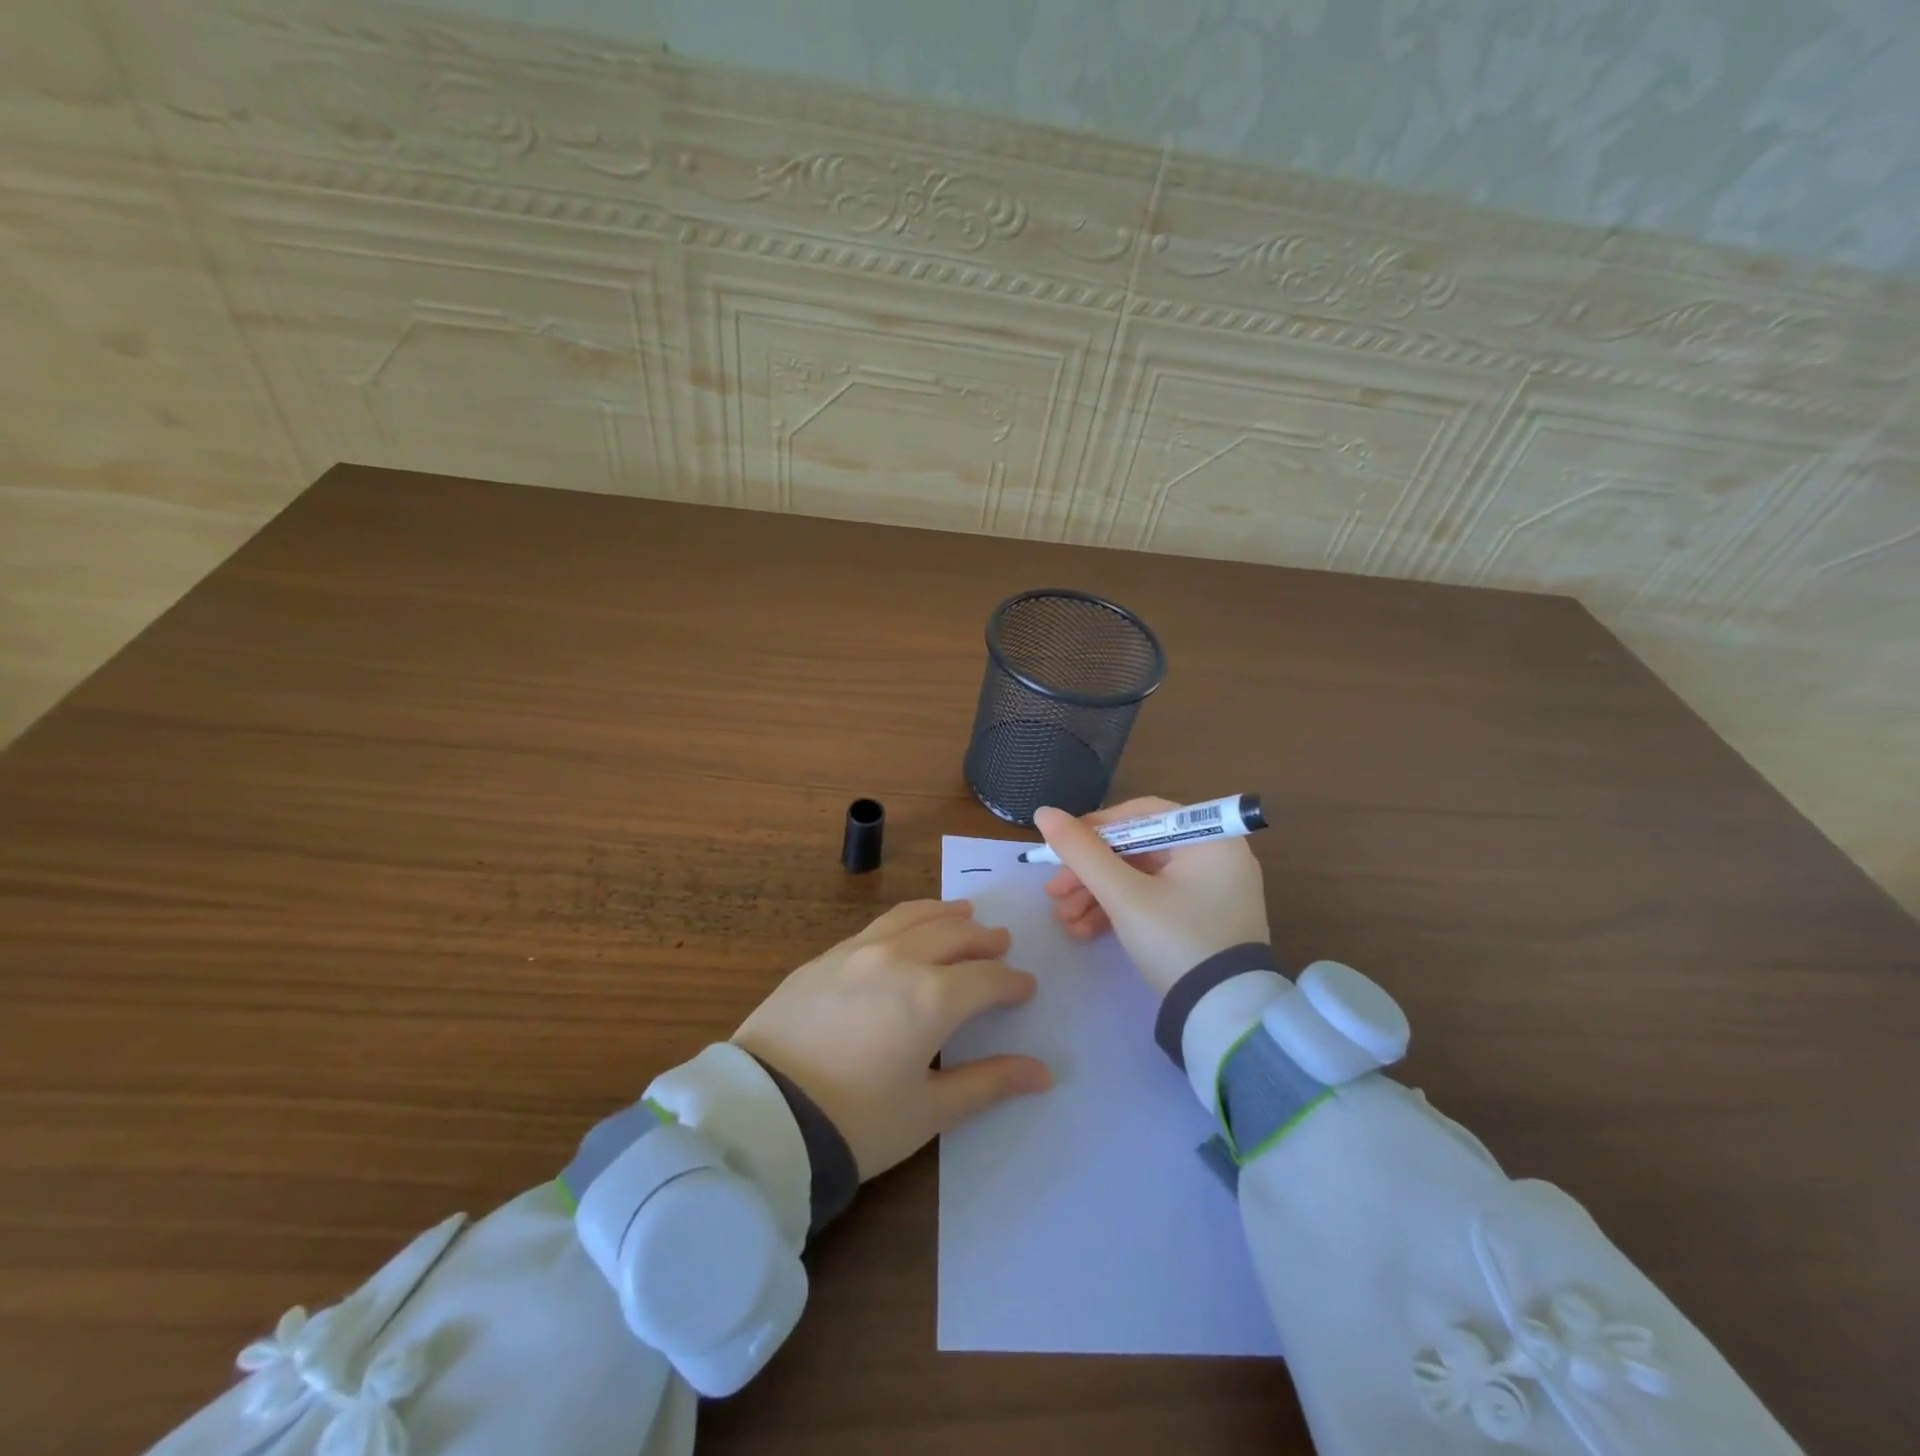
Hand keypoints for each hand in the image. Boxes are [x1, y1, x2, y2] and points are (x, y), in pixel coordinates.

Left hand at [732, 899, 1051, 1180]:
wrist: (761, 1115)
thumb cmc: (855, 1122)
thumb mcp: (928, 1111)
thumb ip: (988, 1083)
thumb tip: (1043, 1073)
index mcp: (933, 997)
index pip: (987, 977)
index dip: (1011, 982)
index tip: (1024, 987)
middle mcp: (899, 959)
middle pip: (954, 934)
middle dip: (983, 939)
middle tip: (1000, 944)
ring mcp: (857, 951)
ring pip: (913, 916)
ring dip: (945, 913)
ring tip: (963, 914)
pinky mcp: (824, 957)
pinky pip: (877, 925)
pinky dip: (906, 920)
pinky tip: (906, 931)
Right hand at [1036, 797, 1269, 996]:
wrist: (1224, 1018)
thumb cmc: (1176, 941)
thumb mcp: (1123, 895)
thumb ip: (1082, 852)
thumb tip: (1044, 812)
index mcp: (1209, 838)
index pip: (1142, 814)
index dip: (1096, 827)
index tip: (1061, 848)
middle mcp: (1214, 856)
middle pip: (1136, 848)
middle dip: (1090, 872)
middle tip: (1054, 892)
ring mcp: (1210, 890)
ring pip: (1140, 878)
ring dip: (1097, 895)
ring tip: (1064, 920)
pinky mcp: (1201, 919)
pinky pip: (1153, 900)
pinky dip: (1119, 911)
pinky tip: (1085, 930)